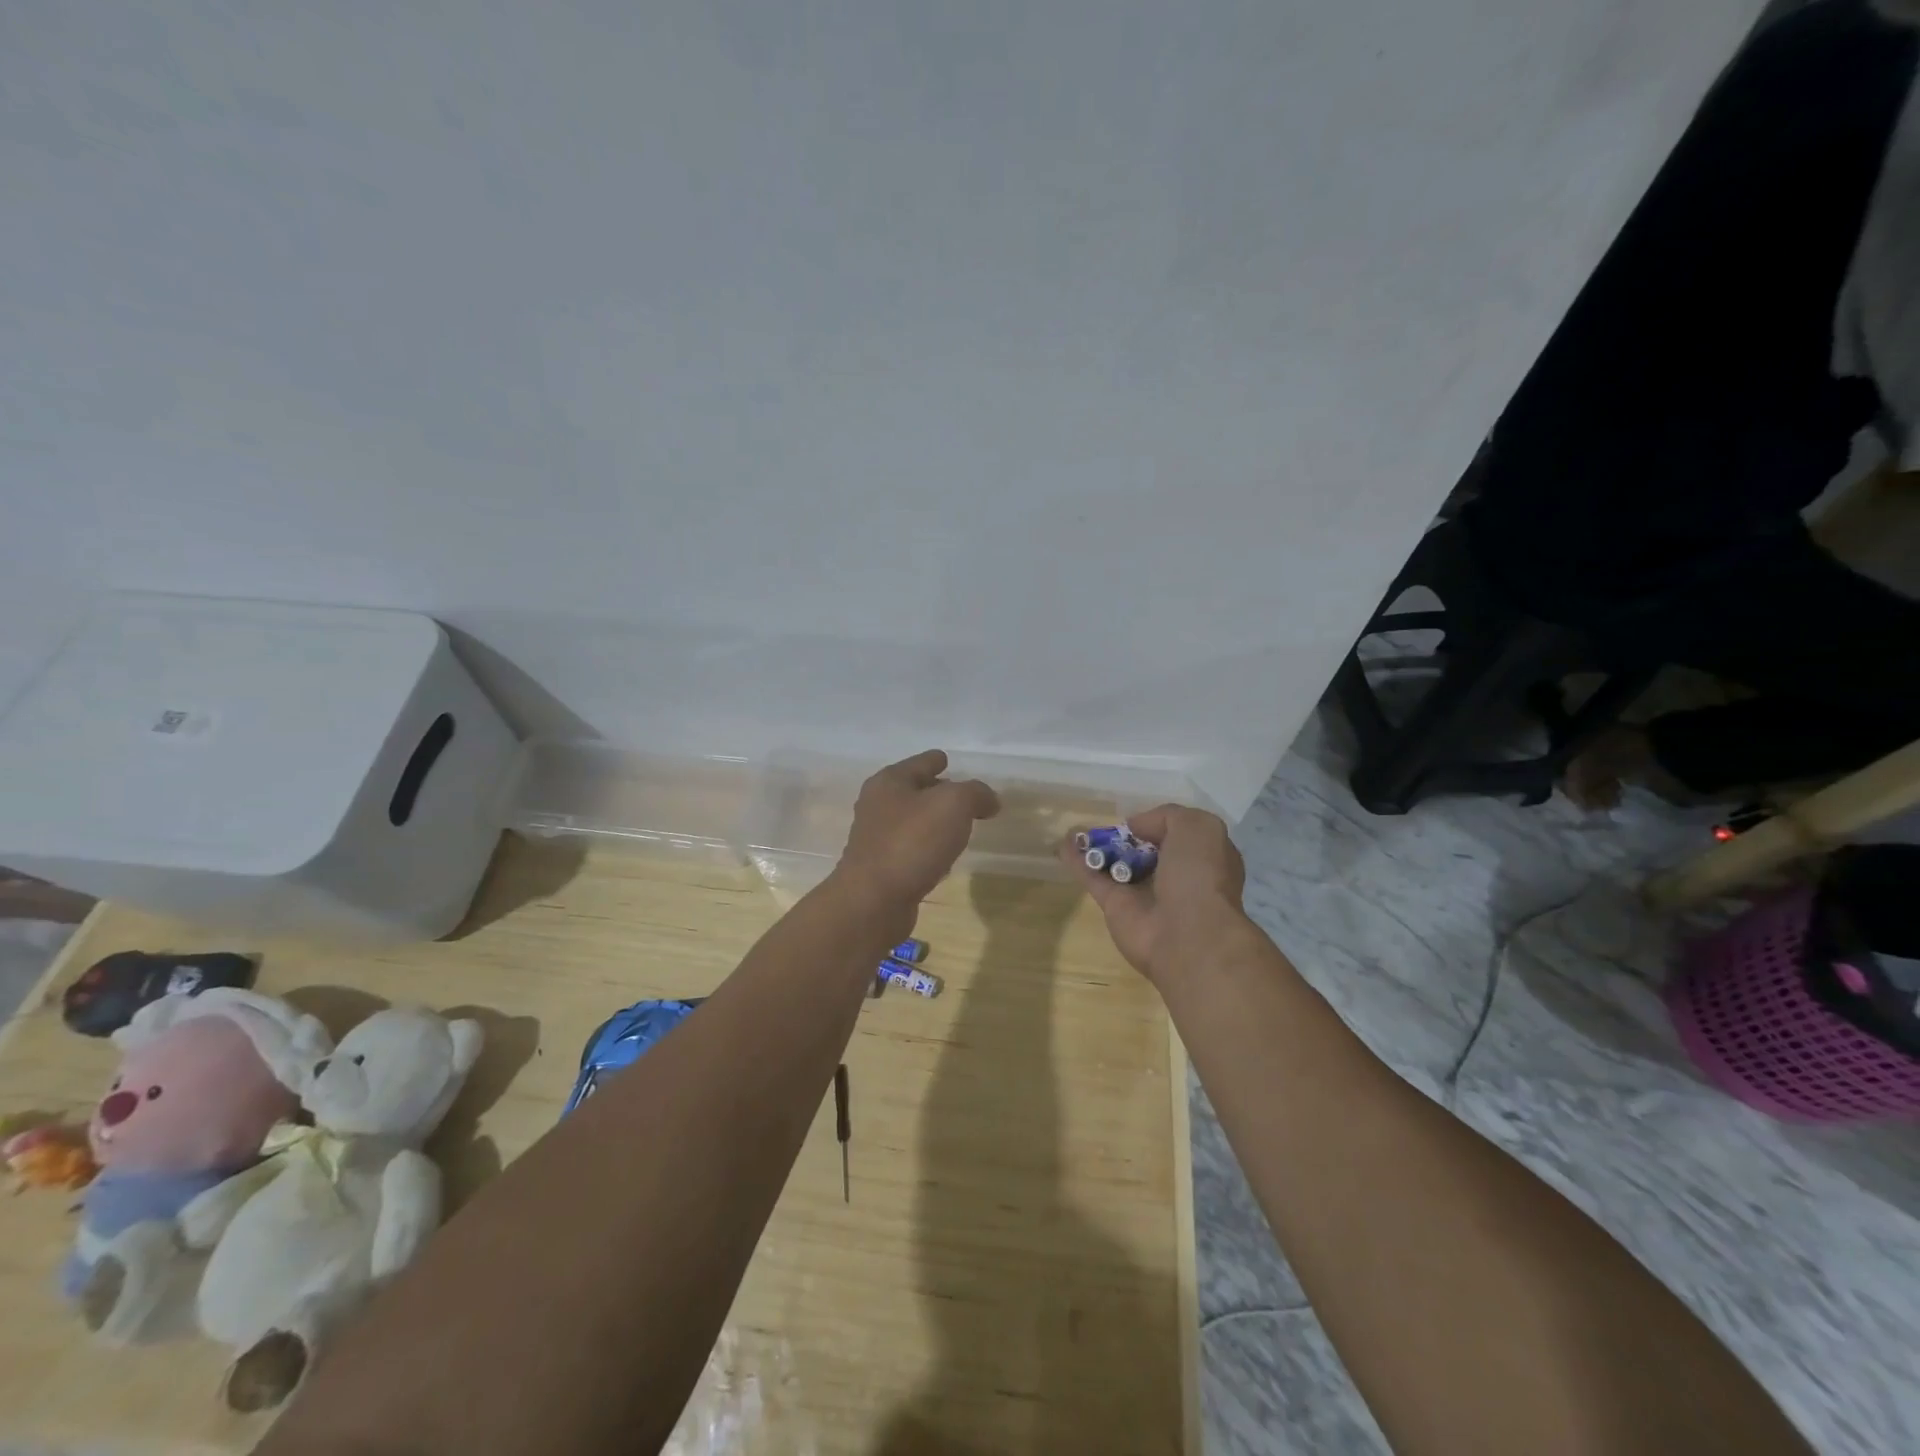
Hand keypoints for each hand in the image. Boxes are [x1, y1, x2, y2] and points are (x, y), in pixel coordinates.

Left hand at [835, 751, 999, 913]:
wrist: (873, 900)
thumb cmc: (912, 842)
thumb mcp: (954, 804)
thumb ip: (976, 793)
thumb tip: (989, 801)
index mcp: (890, 781)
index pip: (920, 762)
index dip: (936, 760)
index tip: (947, 760)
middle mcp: (878, 805)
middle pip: (913, 790)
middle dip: (938, 792)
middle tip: (964, 799)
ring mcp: (876, 838)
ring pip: (912, 822)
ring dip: (933, 823)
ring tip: (959, 828)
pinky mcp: (880, 868)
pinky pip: (911, 850)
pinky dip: (927, 850)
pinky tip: (943, 860)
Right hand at [1062, 805, 1252, 985]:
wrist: (1189, 936)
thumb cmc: (1199, 876)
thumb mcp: (1197, 828)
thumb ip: (1166, 816)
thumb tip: (1134, 827)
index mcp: (1202, 858)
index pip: (1179, 835)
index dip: (1159, 824)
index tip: (1140, 818)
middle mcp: (1174, 876)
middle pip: (1144, 849)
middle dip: (1127, 836)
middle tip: (1107, 824)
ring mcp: (1143, 893)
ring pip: (1116, 863)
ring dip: (1097, 847)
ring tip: (1076, 828)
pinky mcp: (1116, 907)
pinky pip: (1093, 877)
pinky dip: (1077, 861)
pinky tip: (1063, 843)